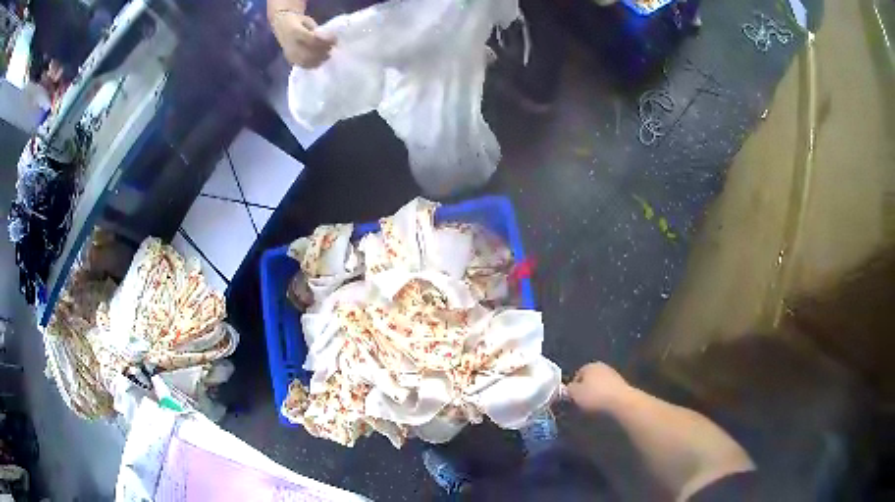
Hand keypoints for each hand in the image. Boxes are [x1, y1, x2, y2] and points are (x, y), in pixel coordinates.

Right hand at [270, 11, 334, 68]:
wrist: (281, 25)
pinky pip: (301, 65)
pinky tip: (319, 62)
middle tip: (331, 49)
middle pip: (309, 53)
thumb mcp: (307, 21)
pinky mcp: (289, 59)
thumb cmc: (298, 21)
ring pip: (305, 61)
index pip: (313, 40)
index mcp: (295, 32)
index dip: (325, 42)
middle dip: (322, 53)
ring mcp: (289, 53)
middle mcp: (291, 44)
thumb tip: (328, 39)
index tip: (335, 41)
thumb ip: (316, 30)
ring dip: (318, 60)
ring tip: (327, 56)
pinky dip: (311, 65)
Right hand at [567, 362, 629, 412]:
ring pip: (599, 387)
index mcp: (589, 366)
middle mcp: (602, 367)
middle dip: (585, 391)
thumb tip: (566, 389)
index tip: (571, 400)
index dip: (572, 389)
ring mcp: (614, 376)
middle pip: (589, 381)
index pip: (576, 375)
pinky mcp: (622, 386)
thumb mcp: (574, 394)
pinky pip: (608, 393)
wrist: (621, 403)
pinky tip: (603, 408)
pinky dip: (605, 399)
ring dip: (595, 396)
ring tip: (592, 409)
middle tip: (580, 405)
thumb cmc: (594, 397)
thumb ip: (567, 390)